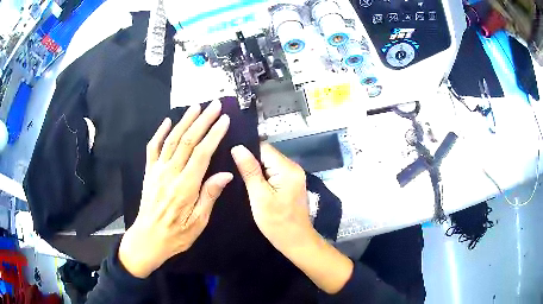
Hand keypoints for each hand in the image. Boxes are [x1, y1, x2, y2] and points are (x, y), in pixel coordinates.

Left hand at [119, 100, 231, 278]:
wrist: (148, 238)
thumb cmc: (176, 234)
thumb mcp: (198, 222)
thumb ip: (209, 196)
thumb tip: (226, 174)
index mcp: (186, 186)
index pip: (202, 153)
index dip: (214, 134)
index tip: (224, 119)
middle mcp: (170, 173)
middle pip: (188, 140)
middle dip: (203, 120)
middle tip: (214, 105)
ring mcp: (157, 170)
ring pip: (172, 139)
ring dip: (184, 121)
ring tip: (196, 107)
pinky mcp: (149, 172)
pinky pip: (153, 148)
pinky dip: (159, 132)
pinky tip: (166, 121)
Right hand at [231, 143, 352, 293]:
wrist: (297, 241)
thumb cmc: (277, 222)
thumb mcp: (259, 197)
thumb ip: (249, 171)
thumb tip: (237, 147)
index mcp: (287, 168)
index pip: (263, 148)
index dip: (246, 151)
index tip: (230, 158)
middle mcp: (293, 167)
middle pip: (267, 155)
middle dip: (251, 162)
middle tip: (232, 170)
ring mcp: (294, 175)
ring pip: (269, 164)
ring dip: (256, 170)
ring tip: (240, 178)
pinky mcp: (291, 183)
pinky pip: (274, 173)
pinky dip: (263, 177)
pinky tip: (253, 185)